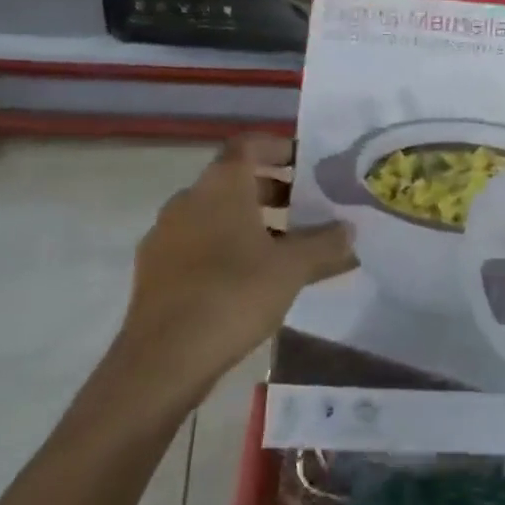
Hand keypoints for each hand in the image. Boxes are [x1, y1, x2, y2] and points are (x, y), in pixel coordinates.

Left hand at [115, 138, 355, 400]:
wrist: (162, 361)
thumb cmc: (233, 295)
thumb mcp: (293, 268)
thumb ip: (325, 243)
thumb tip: (349, 230)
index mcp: (220, 185)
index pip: (249, 144)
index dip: (279, 147)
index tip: (307, 163)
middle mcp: (188, 199)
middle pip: (234, 180)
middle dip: (273, 190)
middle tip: (307, 208)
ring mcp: (166, 235)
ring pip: (216, 215)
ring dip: (251, 222)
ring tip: (286, 249)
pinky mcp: (155, 271)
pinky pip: (199, 245)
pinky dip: (227, 249)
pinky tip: (251, 280)